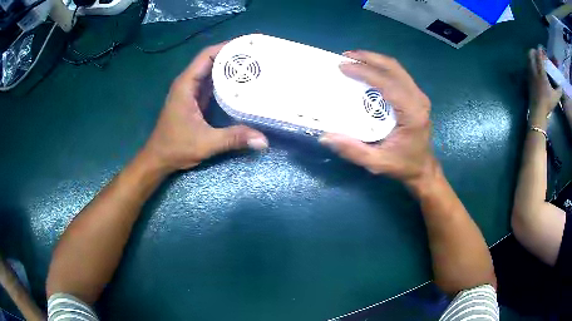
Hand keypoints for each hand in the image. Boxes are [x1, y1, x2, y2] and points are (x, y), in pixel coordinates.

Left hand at [142, 43, 267, 173]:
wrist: (158, 159)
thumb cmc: (175, 148)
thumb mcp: (205, 143)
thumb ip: (233, 138)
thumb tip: (263, 141)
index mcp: (186, 85)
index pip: (206, 56)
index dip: (226, 47)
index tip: (247, 45)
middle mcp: (187, 84)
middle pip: (211, 61)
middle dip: (232, 56)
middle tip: (257, 56)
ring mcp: (190, 93)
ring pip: (211, 73)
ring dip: (229, 68)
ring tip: (253, 66)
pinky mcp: (194, 102)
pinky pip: (211, 85)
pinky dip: (225, 82)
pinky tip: (241, 85)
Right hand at [319, 50, 435, 188]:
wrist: (423, 168)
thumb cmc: (403, 165)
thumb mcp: (377, 163)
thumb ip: (353, 151)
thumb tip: (326, 136)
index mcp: (412, 114)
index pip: (387, 83)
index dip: (364, 72)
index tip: (343, 66)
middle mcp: (418, 100)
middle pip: (393, 68)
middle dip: (368, 58)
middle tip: (346, 56)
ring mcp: (419, 96)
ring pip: (397, 68)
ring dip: (375, 60)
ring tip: (354, 58)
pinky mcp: (417, 96)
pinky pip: (399, 74)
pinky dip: (382, 67)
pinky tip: (369, 69)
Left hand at [528, 48, 561, 122]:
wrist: (538, 111)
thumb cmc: (548, 103)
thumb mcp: (556, 97)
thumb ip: (559, 90)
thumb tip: (561, 86)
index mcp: (541, 73)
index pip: (539, 57)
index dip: (539, 50)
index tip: (541, 47)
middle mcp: (534, 71)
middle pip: (531, 54)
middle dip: (534, 51)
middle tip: (539, 53)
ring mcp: (530, 74)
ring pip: (528, 59)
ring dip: (531, 56)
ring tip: (536, 58)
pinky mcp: (528, 79)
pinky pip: (527, 66)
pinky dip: (530, 63)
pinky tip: (534, 66)